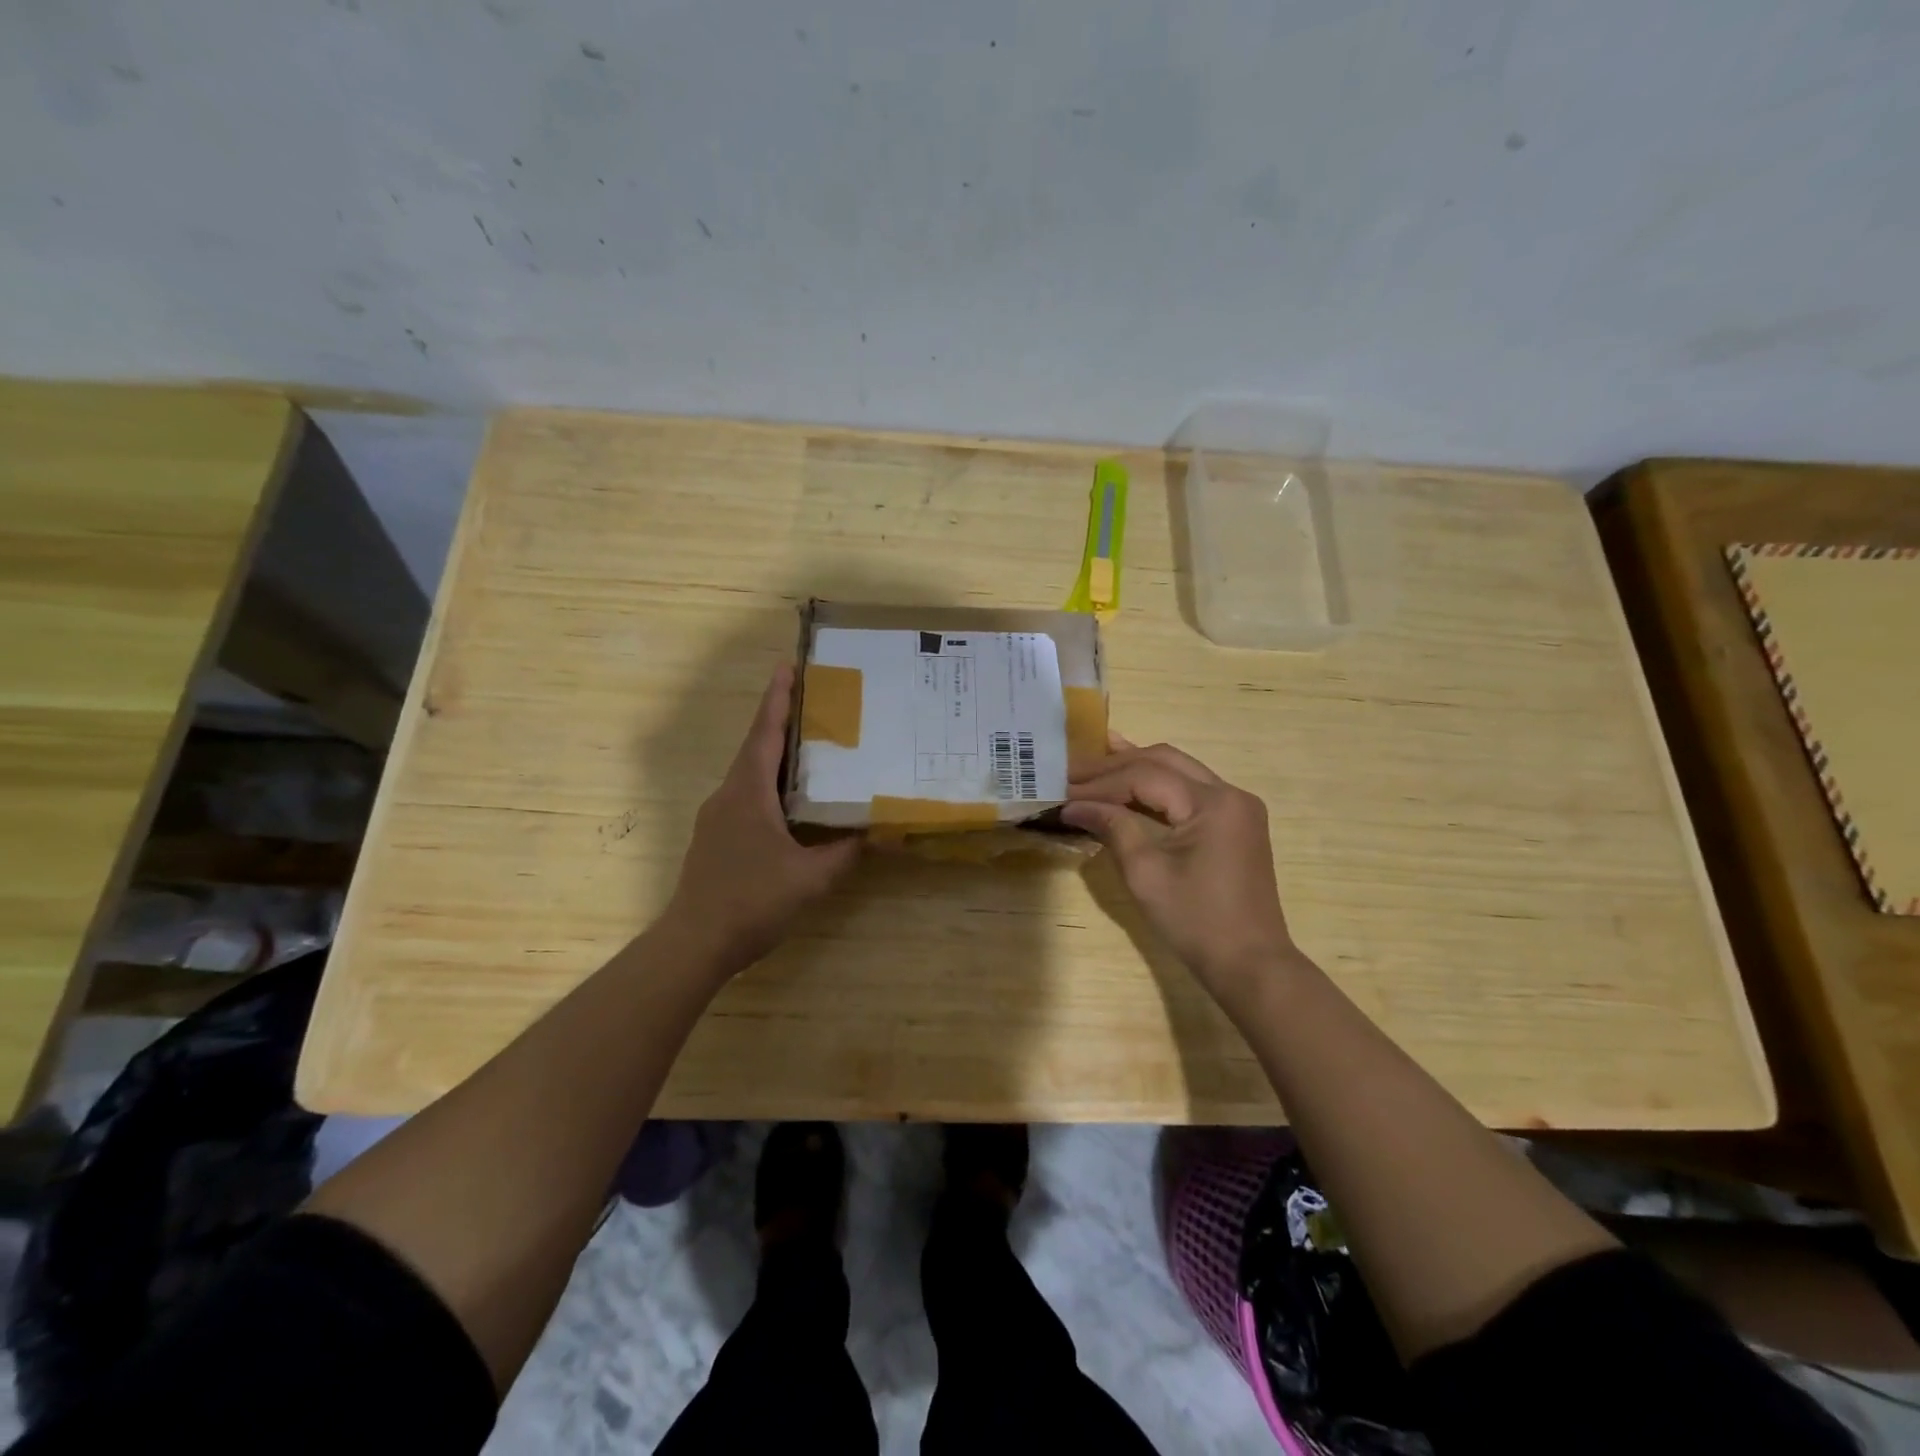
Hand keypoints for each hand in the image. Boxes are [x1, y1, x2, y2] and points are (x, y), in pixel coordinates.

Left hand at [660, 664, 860, 976]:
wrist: (694, 943)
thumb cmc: (752, 901)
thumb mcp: (810, 878)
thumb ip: (846, 852)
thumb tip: (881, 833)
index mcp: (748, 793)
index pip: (765, 734)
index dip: (777, 699)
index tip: (788, 667)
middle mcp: (728, 795)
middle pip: (756, 748)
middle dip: (780, 723)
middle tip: (814, 705)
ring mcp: (717, 818)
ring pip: (749, 775)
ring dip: (775, 757)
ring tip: (810, 750)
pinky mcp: (715, 839)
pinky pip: (745, 798)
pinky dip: (768, 787)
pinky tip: (790, 804)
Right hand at [1063, 735, 1296, 996]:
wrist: (1250, 964)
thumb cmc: (1195, 921)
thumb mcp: (1145, 873)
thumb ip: (1112, 827)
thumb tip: (1072, 806)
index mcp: (1213, 803)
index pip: (1145, 776)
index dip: (1100, 783)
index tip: (1063, 791)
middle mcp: (1230, 793)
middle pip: (1164, 761)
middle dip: (1115, 765)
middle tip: (1073, 770)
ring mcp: (1236, 807)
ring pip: (1178, 770)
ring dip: (1135, 768)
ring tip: (1093, 764)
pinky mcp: (1234, 823)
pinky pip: (1189, 790)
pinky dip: (1156, 787)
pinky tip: (1127, 782)